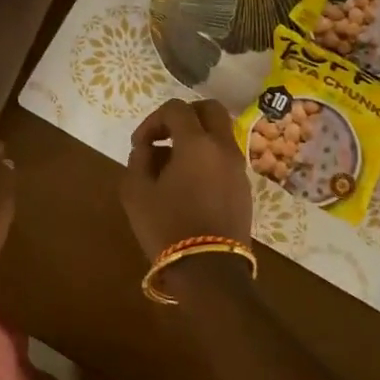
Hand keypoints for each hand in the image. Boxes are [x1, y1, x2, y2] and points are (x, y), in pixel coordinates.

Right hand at [121, 98, 252, 259]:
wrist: (209, 271)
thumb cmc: (166, 227)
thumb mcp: (135, 192)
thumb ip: (138, 159)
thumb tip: (148, 147)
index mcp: (196, 143)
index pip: (176, 109)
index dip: (153, 120)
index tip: (140, 144)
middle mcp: (223, 148)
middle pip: (209, 110)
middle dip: (184, 116)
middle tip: (164, 136)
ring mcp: (238, 168)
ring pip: (220, 134)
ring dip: (196, 138)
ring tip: (172, 166)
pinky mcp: (244, 188)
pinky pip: (225, 158)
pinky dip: (207, 158)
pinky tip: (189, 185)